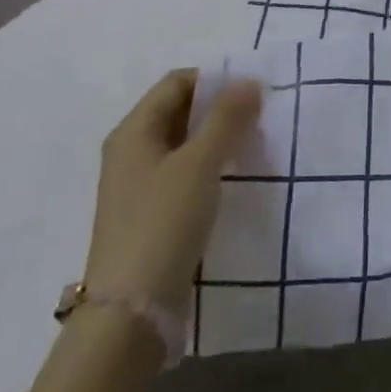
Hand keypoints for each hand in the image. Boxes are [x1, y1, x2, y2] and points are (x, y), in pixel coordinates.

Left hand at [83, 70, 262, 309]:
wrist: (132, 312)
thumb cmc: (163, 223)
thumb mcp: (200, 163)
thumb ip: (227, 118)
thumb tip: (249, 80)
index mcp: (133, 131)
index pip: (177, 82)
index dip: (215, 80)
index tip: (254, 93)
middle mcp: (131, 151)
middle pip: (180, 111)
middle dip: (220, 109)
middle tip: (259, 119)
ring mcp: (139, 185)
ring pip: (185, 144)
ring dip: (218, 139)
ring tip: (253, 148)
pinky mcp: (151, 214)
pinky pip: (185, 174)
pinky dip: (210, 168)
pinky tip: (234, 180)